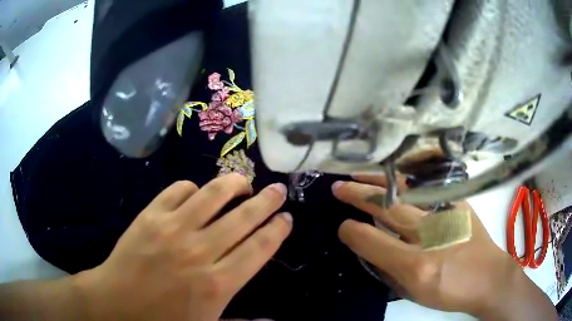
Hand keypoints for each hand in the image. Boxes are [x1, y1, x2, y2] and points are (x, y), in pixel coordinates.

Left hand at [73, 174, 291, 320]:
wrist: (116, 303)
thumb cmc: (162, 319)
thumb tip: (271, 320)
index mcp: (218, 283)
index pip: (259, 248)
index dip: (277, 230)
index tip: (286, 218)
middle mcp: (200, 251)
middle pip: (243, 217)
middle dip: (266, 201)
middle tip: (278, 190)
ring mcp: (172, 228)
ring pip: (213, 194)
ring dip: (233, 184)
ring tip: (243, 182)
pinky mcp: (150, 215)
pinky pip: (178, 189)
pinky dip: (193, 187)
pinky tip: (197, 193)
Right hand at [332, 174, 556, 319]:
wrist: (488, 277)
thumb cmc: (450, 292)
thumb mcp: (414, 293)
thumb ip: (388, 269)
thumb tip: (368, 245)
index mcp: (416, 266)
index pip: (372, 241)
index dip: (351, 231)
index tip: (342, 226)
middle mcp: (431, 235)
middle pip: (387, 207)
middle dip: (357, 194)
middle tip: (338, 187)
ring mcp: (447, 213)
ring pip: (405, 188)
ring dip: (377, 181)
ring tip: (358, 174)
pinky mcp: (458, 202)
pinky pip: (426, 185)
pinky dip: (405, 179)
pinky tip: (393, 176)